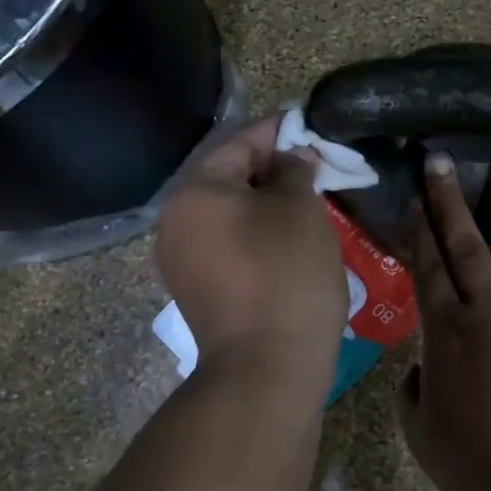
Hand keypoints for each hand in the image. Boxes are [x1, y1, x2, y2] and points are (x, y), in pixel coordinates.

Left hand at [156, 115, 346, 375]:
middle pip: (228, 178)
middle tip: (314, 163)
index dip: (278, 130)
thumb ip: (295, 170)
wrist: (266, 367)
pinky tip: (288, 236)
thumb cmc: (286, 275)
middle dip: (272, 167)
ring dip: (265, 201)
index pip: (239, 143)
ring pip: (228, 213)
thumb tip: (292, 158)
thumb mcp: (300, 210)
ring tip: (307, 197)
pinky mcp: (196, 288)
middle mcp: (175, 221)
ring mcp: (181, 259)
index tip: (309, 123)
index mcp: (195, 192)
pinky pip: (227, 243)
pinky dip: (255, 232)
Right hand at [398, 154, 490, 490]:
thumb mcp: (424, 438)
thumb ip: (412, 396)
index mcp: (446, 332)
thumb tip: (417, 371)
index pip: (428, 267)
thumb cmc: (487, 463)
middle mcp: (488, 308)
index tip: (416, 197)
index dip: (420, 230)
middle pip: (465, 243)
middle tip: (441, 159)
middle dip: (450, 199)